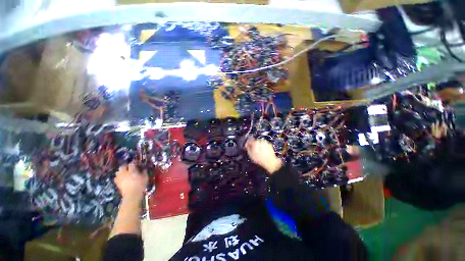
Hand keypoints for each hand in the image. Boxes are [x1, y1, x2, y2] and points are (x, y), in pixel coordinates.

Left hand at [114, 163, 147, 200]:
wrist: (132, 195)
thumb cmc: (140, 185)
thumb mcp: (145, 177)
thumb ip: (144, 172)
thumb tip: (143, 169)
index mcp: (132, 170)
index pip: (132, 164)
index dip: (134, 163)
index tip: (138, 165)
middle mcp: (124, 173)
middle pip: (123, 166)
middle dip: (126, 166)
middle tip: (131, 168)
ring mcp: (119, 178)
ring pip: (118, 172)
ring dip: (122, 171)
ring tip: (126, 174)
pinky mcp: (117, 183)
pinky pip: (116, 178)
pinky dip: (119, 177)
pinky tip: (123, 179)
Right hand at [245, 138, 282, 173]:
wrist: (270, 162)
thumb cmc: (260, 159)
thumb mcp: (251, 155)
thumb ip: (248, 148)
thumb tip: (246, 145)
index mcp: (255, 142)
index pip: (249, 140)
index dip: (247, 144)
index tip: (247, 147)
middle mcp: (260, 141)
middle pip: (255, 142)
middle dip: (253, 145)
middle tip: (253, 151)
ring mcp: (265, 142)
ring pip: (260, 143)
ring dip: (259, 146)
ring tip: (259, 152)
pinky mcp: (269, 145)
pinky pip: (264, 145)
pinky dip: (263, 147)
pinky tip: (263, 152)